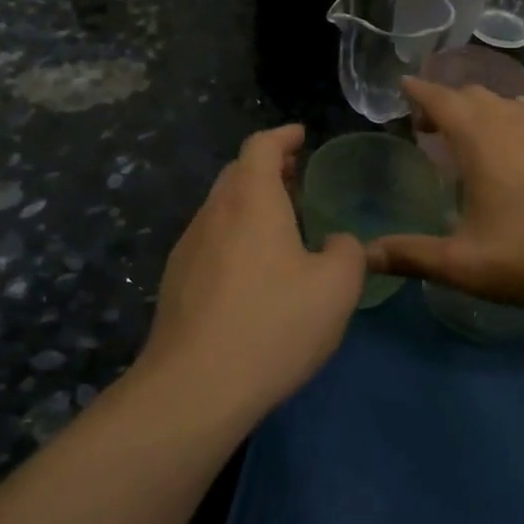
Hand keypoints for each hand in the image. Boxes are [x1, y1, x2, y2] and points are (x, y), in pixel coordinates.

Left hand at [141, 125, 365, 412]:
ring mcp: (188, 249)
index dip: (282, 136)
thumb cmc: (273, 325)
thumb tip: (338, 243)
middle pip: (237, 174)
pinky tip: (253, 271)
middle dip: (267, 168)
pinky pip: (210, 241)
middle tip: (296, 177)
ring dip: (250, 203)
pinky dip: (235, 235)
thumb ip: (347, 253)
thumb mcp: (335, 288)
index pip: (261, 147)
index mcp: (251, 201)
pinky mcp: (176, 283)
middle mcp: (213, 214)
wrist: (195, 388)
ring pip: (221, 208)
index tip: (300, 136)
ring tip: (280, 223)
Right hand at [366, 79, 523, 310]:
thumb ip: (413, 256)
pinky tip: (511, 152)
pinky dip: (505, 121)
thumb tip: (365, 256)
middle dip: (444, 102)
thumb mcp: (466, 264)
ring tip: (463, 137)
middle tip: (425, 127)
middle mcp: (512, 121)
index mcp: (480, 138)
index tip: (402, 86)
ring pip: (503, 103)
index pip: (440, 98)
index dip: (418, 92)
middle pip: (471, 94)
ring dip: (477, 110)